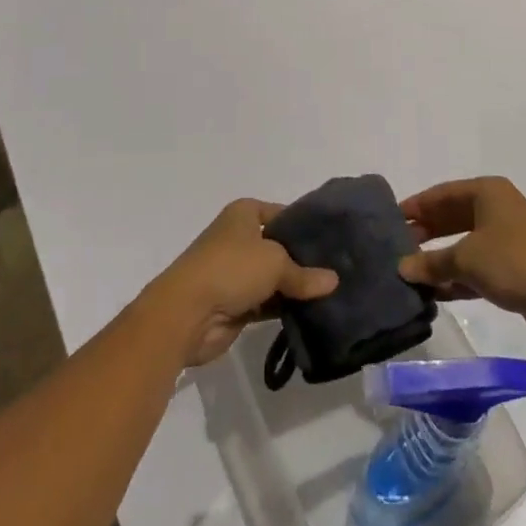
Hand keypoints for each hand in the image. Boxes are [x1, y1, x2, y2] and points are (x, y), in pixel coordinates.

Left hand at [146, 200, 339, 368]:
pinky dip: (284, 308)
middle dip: (304, 259)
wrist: (187, 312)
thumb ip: (304, 273)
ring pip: (274, 277)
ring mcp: (236, 272)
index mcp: (244, 214)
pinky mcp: (235, 304)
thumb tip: (333, 281)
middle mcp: (239, 238)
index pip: (282, 213)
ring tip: (332, 293)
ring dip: (295, 287)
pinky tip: (312, 313)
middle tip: (339, 269)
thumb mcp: (275, 262)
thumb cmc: (231, 268)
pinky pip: (267, 303)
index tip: (332, 239)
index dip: (304, 225)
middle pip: (279, 246)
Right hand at [398, 177, 525, 346]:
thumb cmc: (515, 262)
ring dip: (439, 260)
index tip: (390, 221)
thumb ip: (432, 262)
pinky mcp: (513, 269)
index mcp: (486, 193)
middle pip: (451, 217)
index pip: (440, 194)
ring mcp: (506, 239)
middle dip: (424, 233)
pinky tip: (433, 293)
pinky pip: (476, 268)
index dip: (415, 207)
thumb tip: (402, 267)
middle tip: (396, 249)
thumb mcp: (467, 259)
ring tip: (409, 274)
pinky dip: (456, 278)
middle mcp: (495, 209)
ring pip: (463, 245)